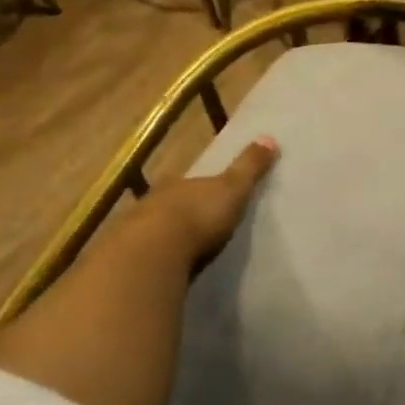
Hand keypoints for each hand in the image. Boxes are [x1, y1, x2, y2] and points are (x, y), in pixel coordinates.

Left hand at [128, 136, 280, 266]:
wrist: (155, 251)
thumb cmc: (198, 214)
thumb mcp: (233, 188)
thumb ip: (249, 167)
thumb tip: (269, 137)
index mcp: (178, 183)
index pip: (190, 182)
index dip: (200, 188)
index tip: (210, 196)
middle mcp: (155, 201)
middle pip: (172, 204)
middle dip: (184, 212)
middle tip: (201, 224)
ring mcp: (138, 229)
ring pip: (157, 228)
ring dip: (171, 236)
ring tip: (188, 250)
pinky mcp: (135, 258)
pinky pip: (151, 254)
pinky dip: (160, 257)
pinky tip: (171, 267)